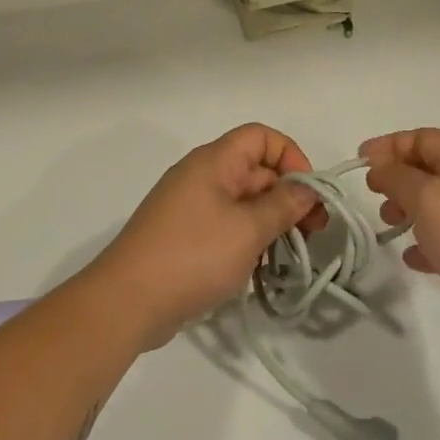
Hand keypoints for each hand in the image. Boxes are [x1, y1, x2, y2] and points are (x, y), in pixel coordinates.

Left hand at [93, 124, 321, 348]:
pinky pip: (226, 225)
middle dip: (287, 196)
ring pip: (243, 201)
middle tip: (313, 233)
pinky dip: (247, 238)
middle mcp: (201, 175)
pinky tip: (259, 267)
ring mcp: (190, 206)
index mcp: (214, 161)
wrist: (126, 302)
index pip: (261, 137)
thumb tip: (307, 190)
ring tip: (289, 254)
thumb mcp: (248, 229)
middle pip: (255, 170)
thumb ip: (283, 206)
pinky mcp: (184, 236)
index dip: (290, 157)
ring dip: (270, 221)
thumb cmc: (193, 255)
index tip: (307, 194)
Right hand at [361, 128, 439, 348]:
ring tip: (389, 226)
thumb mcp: (427, 197)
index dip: (390, 145)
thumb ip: (398, 177)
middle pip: (431, 170)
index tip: (361, 161)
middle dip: (399, 179)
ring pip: (439, 205)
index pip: (424, 139)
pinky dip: (428, 243)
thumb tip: (381, 167)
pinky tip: (413, 259)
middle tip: (374, 195)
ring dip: (410, 211)